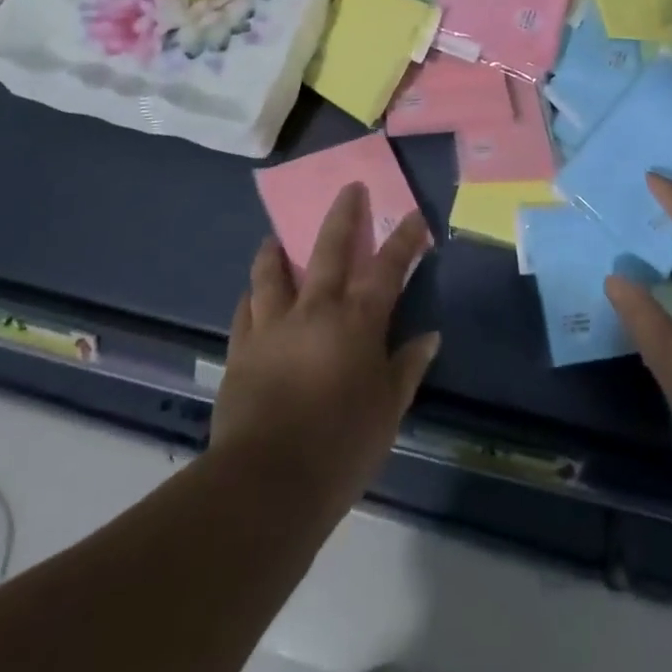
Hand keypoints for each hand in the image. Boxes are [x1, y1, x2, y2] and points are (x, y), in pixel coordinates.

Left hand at [209, 182, 439, 516]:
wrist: (266, 483)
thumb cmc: (340, 447)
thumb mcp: (388, 412)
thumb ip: (406, 368)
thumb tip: (429, 337)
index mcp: (357, 321)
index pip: (387, 268)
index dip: (404, 239)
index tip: (415, 215)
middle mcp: (315, 309)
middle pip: (330, 249)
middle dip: (344, 215)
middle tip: (349, 188)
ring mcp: (273, 325)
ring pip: (273, 273)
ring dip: (276, 251)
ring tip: (274, 238)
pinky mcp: (242, 348)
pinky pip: (245, 311)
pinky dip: (251, 297)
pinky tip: (250, 295)